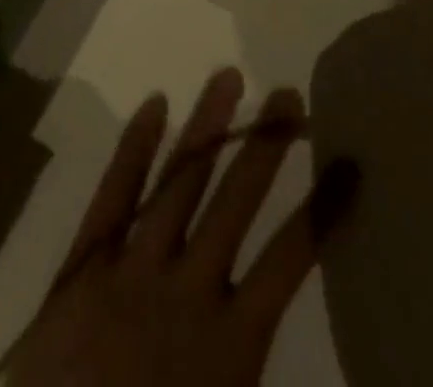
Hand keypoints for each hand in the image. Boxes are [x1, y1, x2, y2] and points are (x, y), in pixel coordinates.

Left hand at [7, 69, 360, 386]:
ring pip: (179, 181)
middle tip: (288, 93)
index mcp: (230, 345)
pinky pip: (112, 196)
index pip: (289, 261)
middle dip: (264, 145)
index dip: (324, 211)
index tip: (350, 164)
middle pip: (234, 201)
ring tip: (229, 76)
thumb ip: (254, 370)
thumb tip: (279, 316)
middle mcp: (186, 291)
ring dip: (206, 126)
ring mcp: (131, 270)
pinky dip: (133, 149)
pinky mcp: (82, 266)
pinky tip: (154, 105)